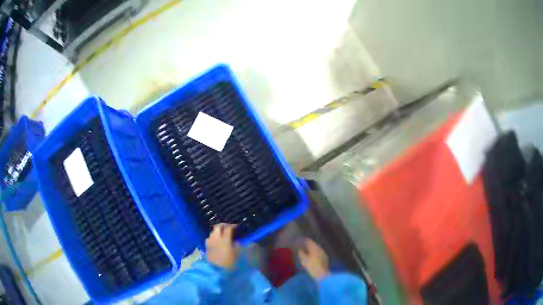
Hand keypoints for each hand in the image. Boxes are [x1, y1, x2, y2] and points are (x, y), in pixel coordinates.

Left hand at [205, 223, 239, 268]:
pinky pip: (210, 238)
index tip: (238, 227)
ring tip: (223, 234)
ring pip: (213, 232)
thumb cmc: (228, 263)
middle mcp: (216, 238)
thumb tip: (239, 240)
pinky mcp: (206, 247)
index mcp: (225, 239)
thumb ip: (240, 246)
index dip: (234, 226)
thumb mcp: (238, 255)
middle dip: (224, 225)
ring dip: (218, 231)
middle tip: (230, 227)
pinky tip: (217, 241)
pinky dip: (214, 237)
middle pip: (218, 227)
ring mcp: (210, 242)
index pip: (228, 228)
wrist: (214, 271)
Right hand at [298, 238, 328, 280]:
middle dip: (308, 245)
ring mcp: (323, 253)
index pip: (309, 241)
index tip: (299, 241)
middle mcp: (320, 248)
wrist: (322, 274)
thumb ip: (301, 253)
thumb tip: (300, 249)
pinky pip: (319, 252)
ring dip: (311, 249)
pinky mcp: (325, 257)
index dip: (304, 240)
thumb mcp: (304, 260)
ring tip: (306, 251)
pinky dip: (314, 253)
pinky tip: (312, 256)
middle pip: (313, 244)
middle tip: (302, 246)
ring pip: (316, 248)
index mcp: (315, 248)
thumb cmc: (312, 266)